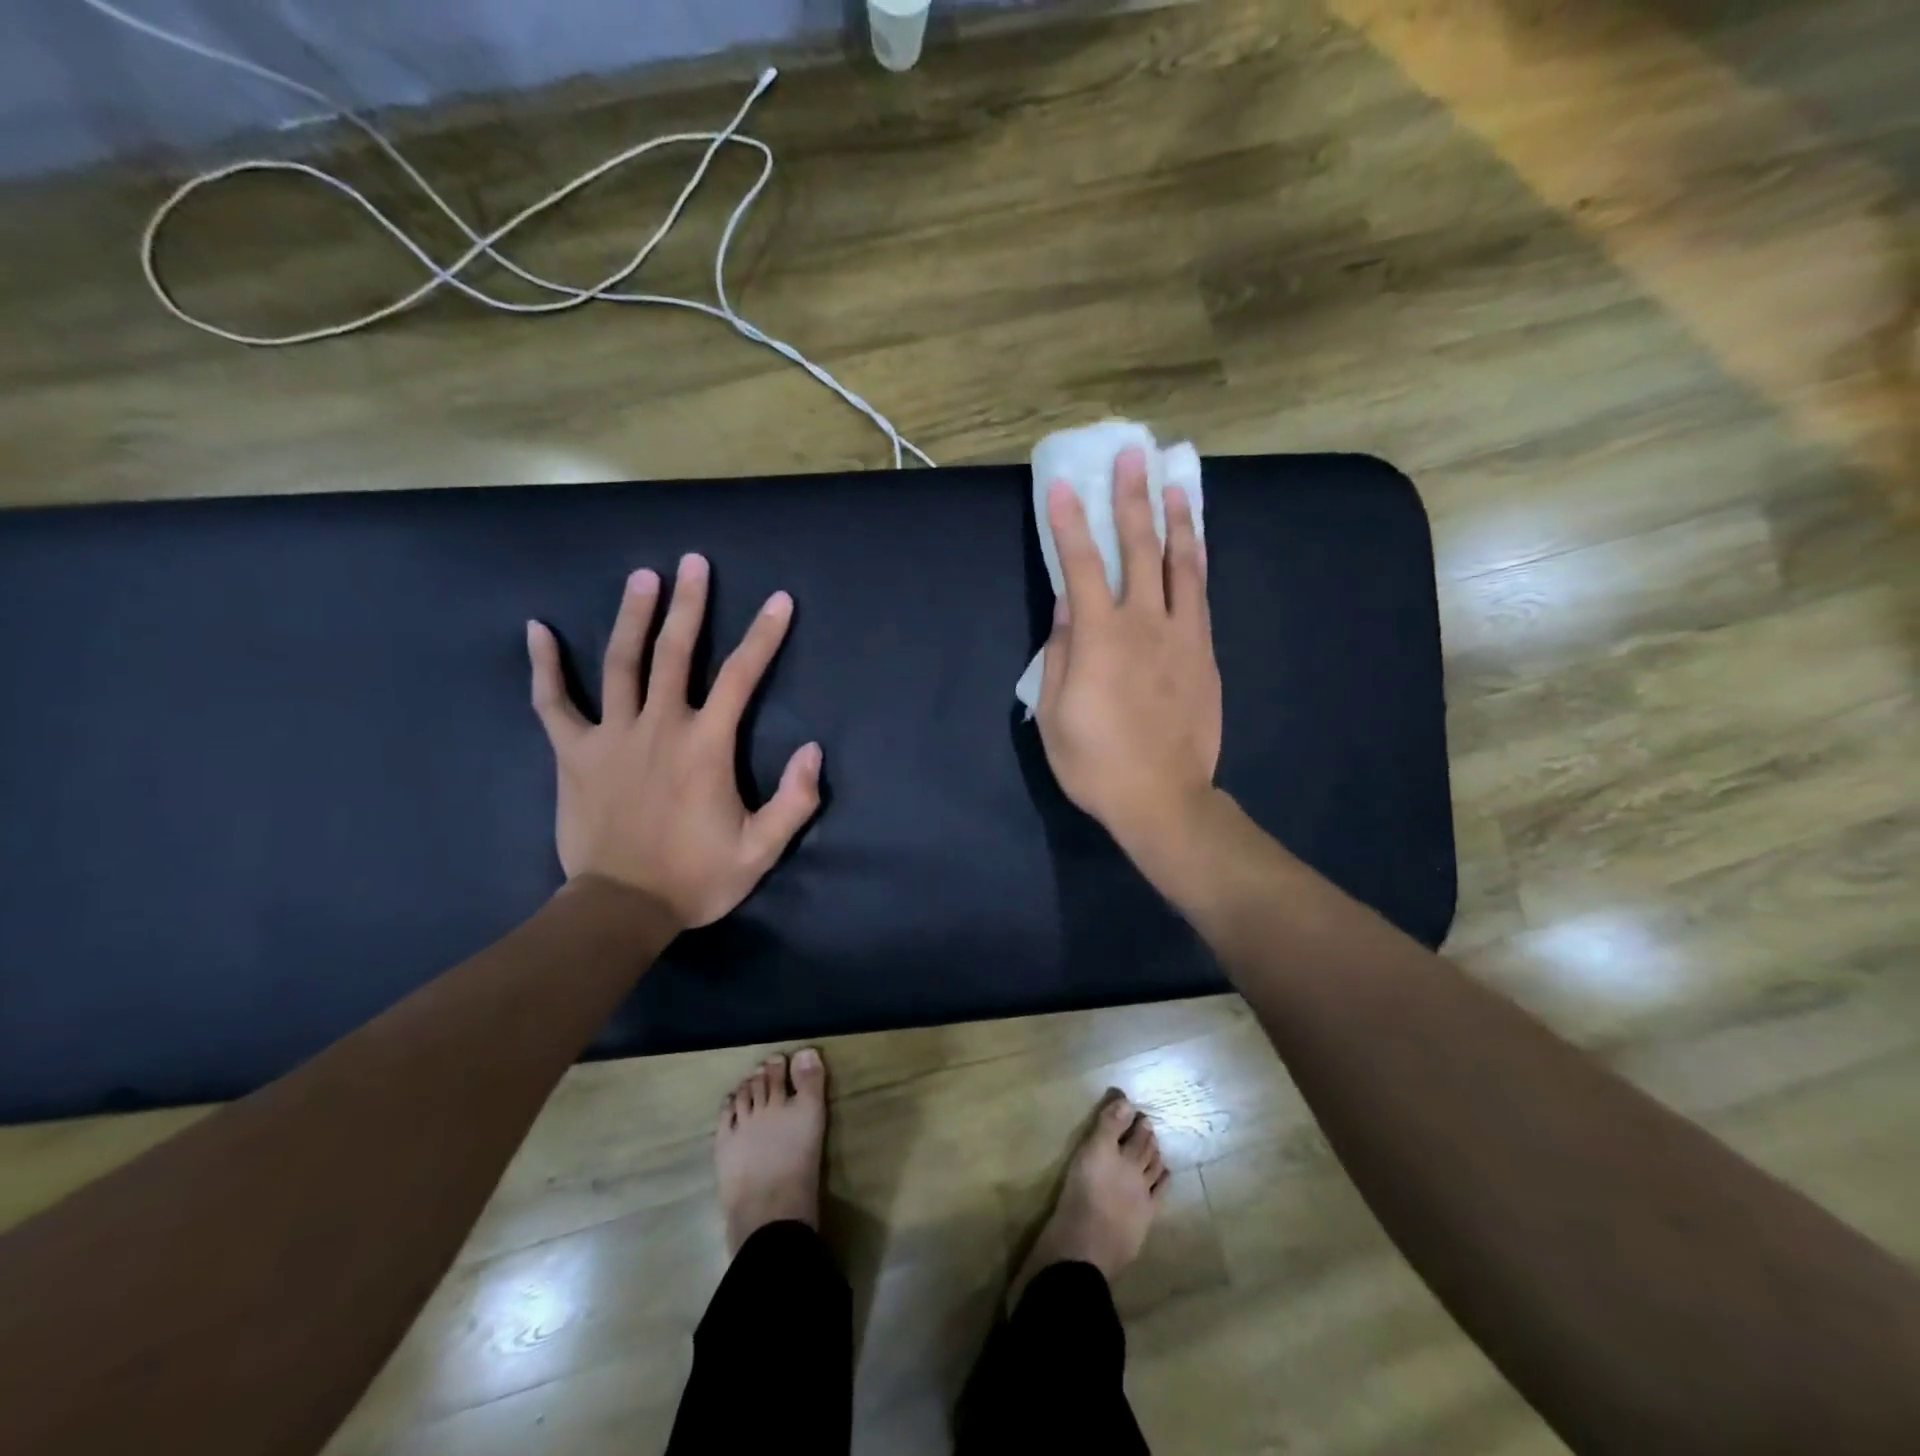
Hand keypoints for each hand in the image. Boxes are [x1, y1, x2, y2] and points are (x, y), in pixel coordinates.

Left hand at [526, 554, 822, 928]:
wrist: (620, 909)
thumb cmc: (696, 878)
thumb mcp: (761, 849)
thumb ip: (794, 800)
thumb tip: (812, 750)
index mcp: (706, 746)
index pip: (741, 676)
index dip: (763, 635)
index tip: (779, 600)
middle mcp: (659, 727)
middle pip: (675, 652)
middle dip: (689, 604)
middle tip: (693, 562)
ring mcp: (611, 737)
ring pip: (620, 663)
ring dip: (632, 616)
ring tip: (642, 577)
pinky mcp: (574, 754)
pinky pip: (554, 703)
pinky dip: (544, 667)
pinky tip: (537, 630)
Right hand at [1036, 447, 1221, 856]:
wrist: (1162, 798)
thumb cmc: (1095, 762)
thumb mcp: (1053, 713)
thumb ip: (1058, 654)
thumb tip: (1065, 608)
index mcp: (1099, 638)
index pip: (1080, 565)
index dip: (1068, 523)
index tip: (1061, 486)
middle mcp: (1144, 623)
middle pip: (1139, 549)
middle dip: (1132, 498)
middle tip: (1132, 454)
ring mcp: (1182, 636)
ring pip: (1182, 564)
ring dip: (1176, 520)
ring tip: (1174, 484)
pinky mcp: (1205, 653)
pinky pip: (1201, 596)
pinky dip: (1196, 563)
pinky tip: (1195, 546)